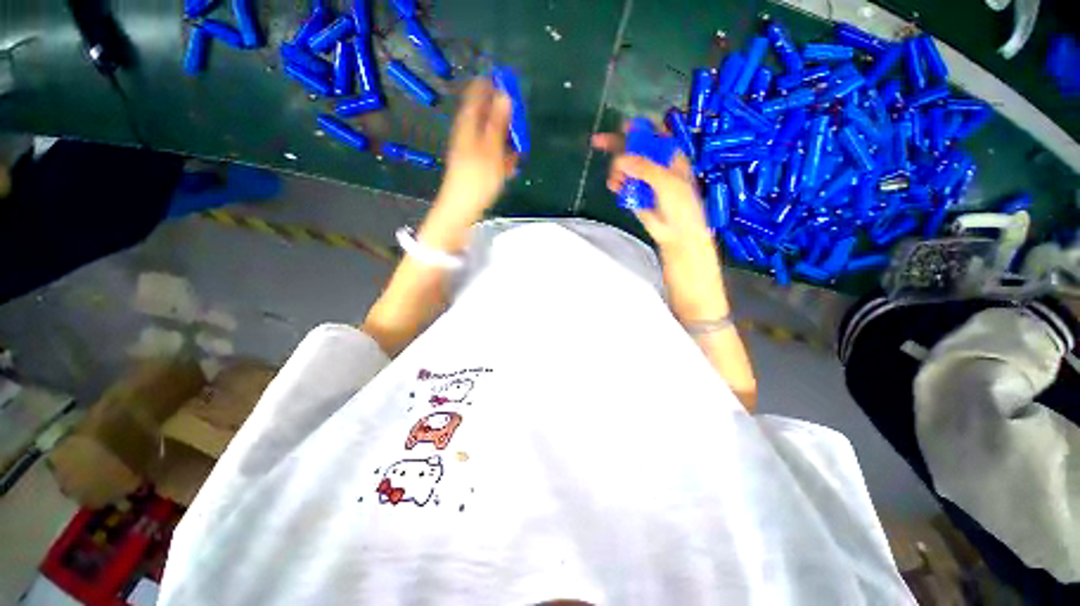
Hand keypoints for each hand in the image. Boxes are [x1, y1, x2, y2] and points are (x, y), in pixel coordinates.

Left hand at [437, 79, 516, 219]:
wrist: (461, 209)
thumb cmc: (476, 180)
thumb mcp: (490, 150)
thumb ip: (497, 123)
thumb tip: (505, 95)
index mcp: (468, 125)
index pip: (477, 94)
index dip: (492, 85)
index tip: (510, 85)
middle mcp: (468, 134)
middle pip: (487, 116)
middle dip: (505, 119)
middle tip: (518, 128)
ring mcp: (472, 150)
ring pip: (492, 136)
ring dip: (506, 141)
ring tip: (516, 153)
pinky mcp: (477, 166)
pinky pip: (492, 154)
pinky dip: (502, 158)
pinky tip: (510, 167)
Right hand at [590, 132, 712, 258]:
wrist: (676, 233)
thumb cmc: (681, 205)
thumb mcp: (667, 182)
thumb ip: (645, 168)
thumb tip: (621, 159)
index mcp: (669, 156)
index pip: (654, 134)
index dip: (639, 127)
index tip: (623, 125)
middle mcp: (655, 164)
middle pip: (634, 148)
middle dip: (617, 145)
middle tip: (598, 141)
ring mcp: (643, 179)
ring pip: (624, 166)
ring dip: (616, 170)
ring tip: (616, 181)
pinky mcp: (633, 193)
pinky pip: (621, 182)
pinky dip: (615, 182)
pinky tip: (614, 186)